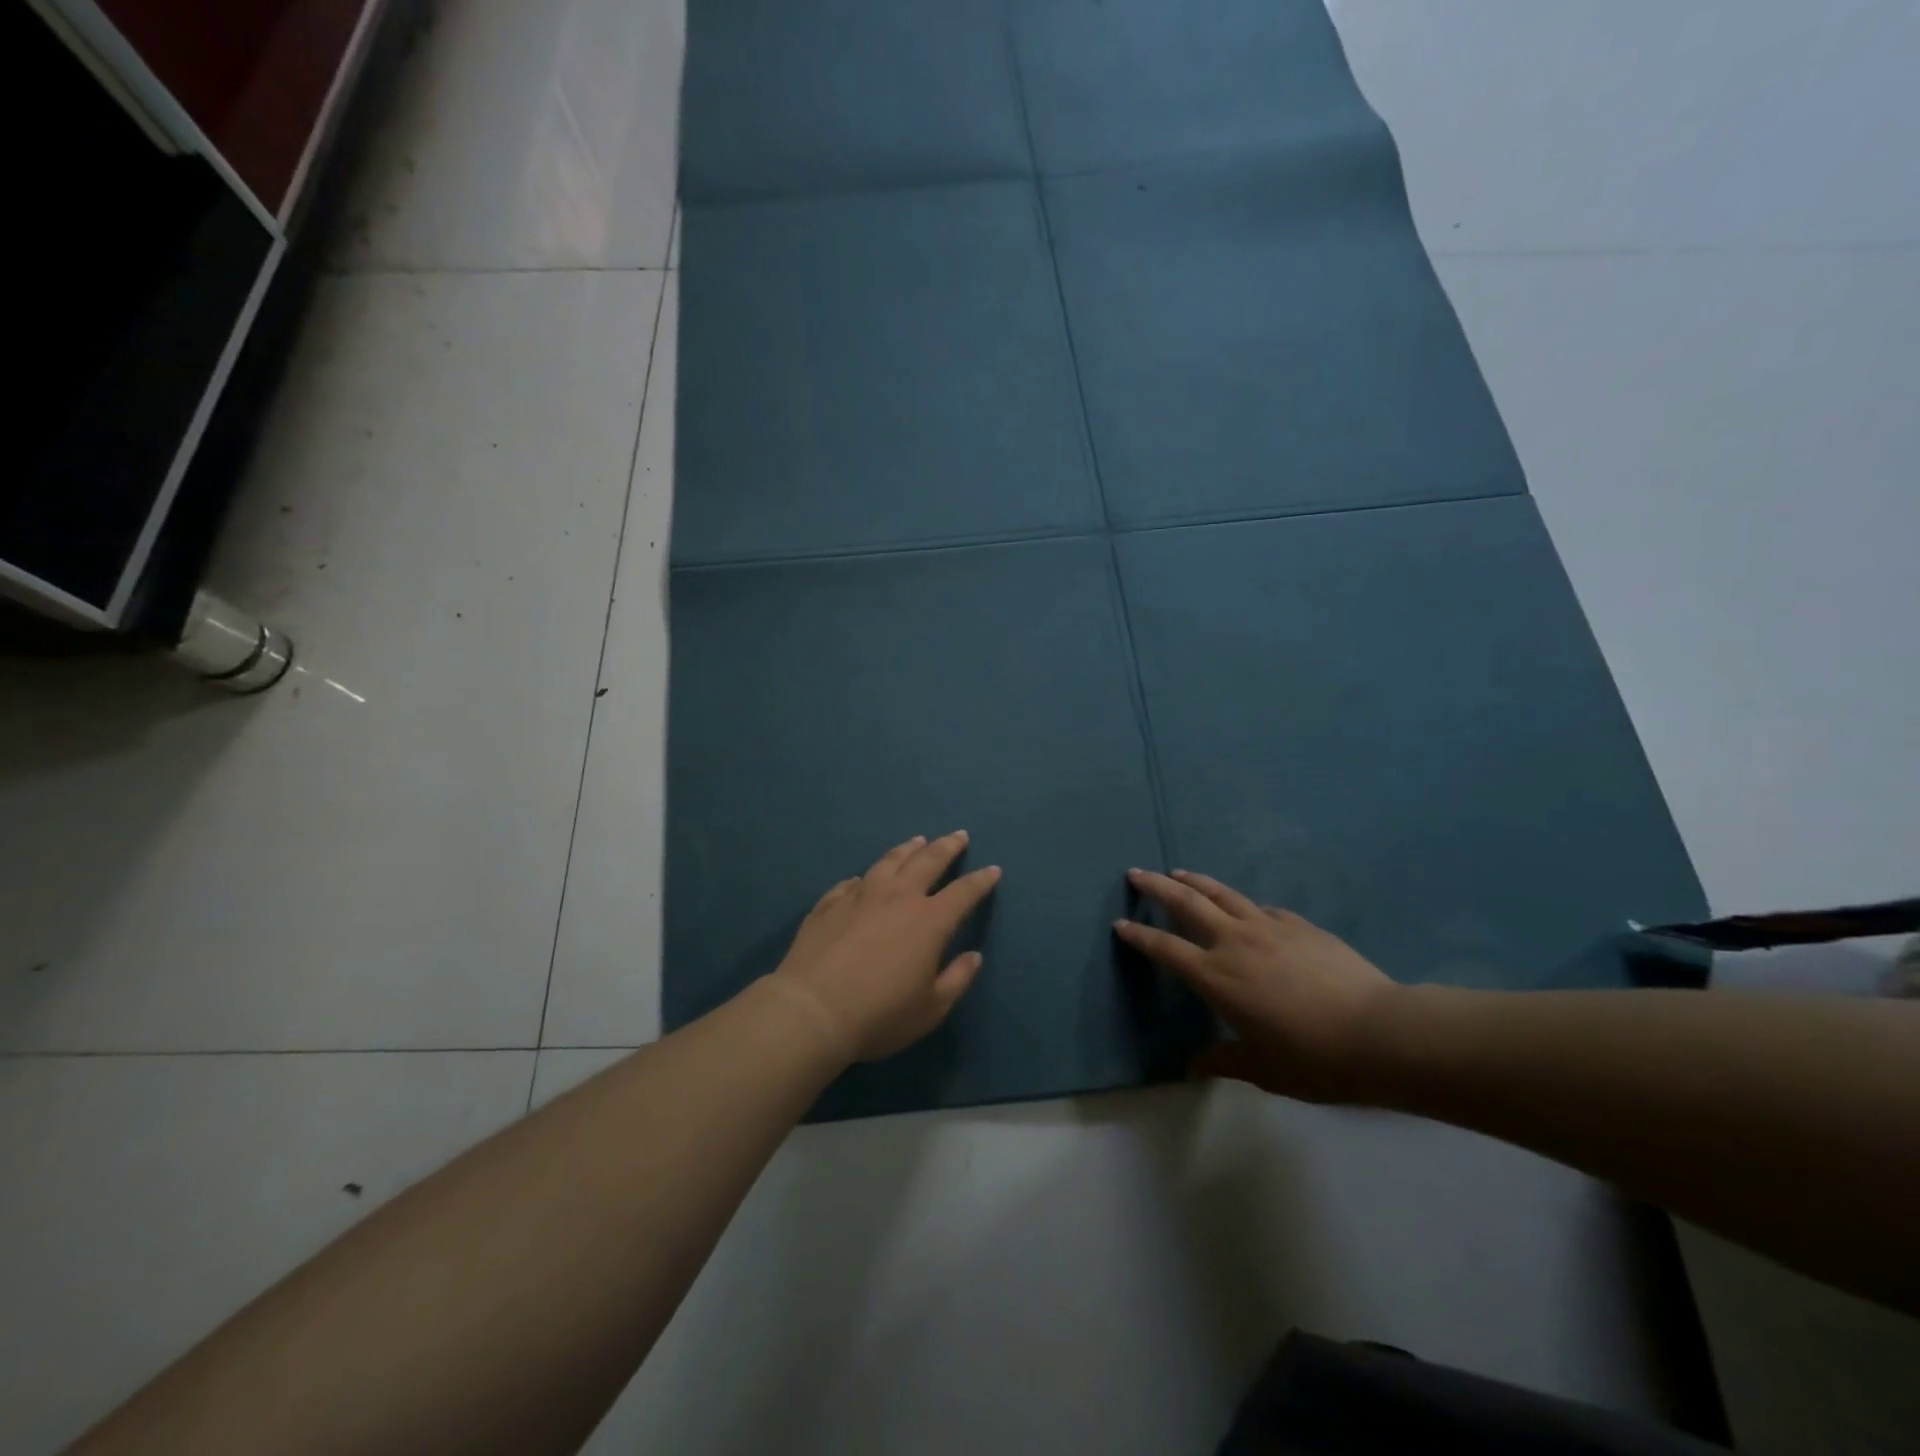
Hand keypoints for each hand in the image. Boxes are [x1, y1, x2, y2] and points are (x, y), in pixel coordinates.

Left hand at [771, 832, 1001, 1062]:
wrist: (812, 1010)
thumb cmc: (880, 1014)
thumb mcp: (931, 1009)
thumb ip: (956, 979)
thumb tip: (973, 956)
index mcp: (929, 921)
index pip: (963, 892)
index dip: (980, 881)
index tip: (993, 870)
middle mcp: (897, 897)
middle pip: (927, 861)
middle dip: (947, 847)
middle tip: (958, 835)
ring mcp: (860, 896)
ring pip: (889, 862)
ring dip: (907, 850)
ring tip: (917, 841)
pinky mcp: (829, 904)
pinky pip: (851, 883)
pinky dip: (864, 878)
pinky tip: (863, 878)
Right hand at [1115, 868, 1403, 1103]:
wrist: (1378, 1033)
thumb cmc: (1312, 1058)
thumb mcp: (1262, 1069)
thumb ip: (1224, 1061)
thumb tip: (1193, 1066)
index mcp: (1216, 977)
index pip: (1165, 948)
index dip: (1139, 936)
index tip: (1120, 924)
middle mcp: (1234, 942)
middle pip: (1186, 903)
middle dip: (1157, 886)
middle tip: (1137, 873)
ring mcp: (1268, 927)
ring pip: (1222, 893)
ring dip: (1196, 881)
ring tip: (1179, 872)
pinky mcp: (1299, 925)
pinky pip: (1262, 908)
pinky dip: (1244, 904)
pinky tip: (1247, 908)